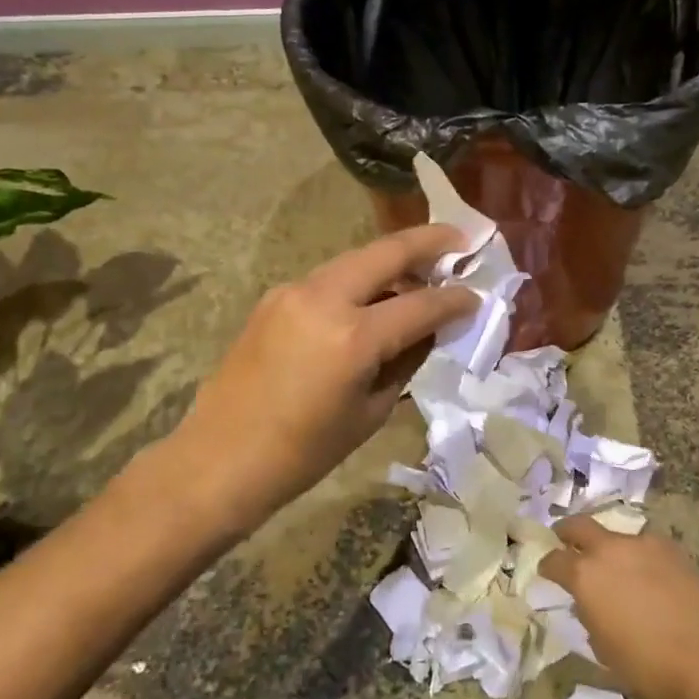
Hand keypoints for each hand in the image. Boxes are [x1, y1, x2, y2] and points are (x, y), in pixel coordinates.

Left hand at [169, 225, 476, 528]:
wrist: (221, 458)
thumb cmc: (304, 452)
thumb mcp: (372, 411)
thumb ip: (406, 359)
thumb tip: (430, 327)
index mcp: (353, 337)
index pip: (421, 304)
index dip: (455, 299)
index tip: (477, 295)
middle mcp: (323, 299)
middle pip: (386, 252)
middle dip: (427, 242)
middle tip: (459, 240)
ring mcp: (293, 292)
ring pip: (355, 259)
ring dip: (390, 260)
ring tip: (420, 270)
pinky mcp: (274, 297)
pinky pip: (329, 278)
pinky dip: (359, 279)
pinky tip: (373, 297)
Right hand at [542, 517, 698, 698]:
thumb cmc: (645, 665)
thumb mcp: (602, 647)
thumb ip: (588, 616)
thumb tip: (587, 604)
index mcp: (584, 575)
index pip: (554, 559)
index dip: (547, 565)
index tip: (546, 570)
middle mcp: (608, 550)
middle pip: (579, 525)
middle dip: (567, 531)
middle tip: (565, 539)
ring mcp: (641, 544)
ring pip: (615, 536)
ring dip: (608, 547)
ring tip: (616, 566)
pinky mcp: (669, 548)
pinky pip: (644, 545)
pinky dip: (639, 556)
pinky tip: (647, 575)